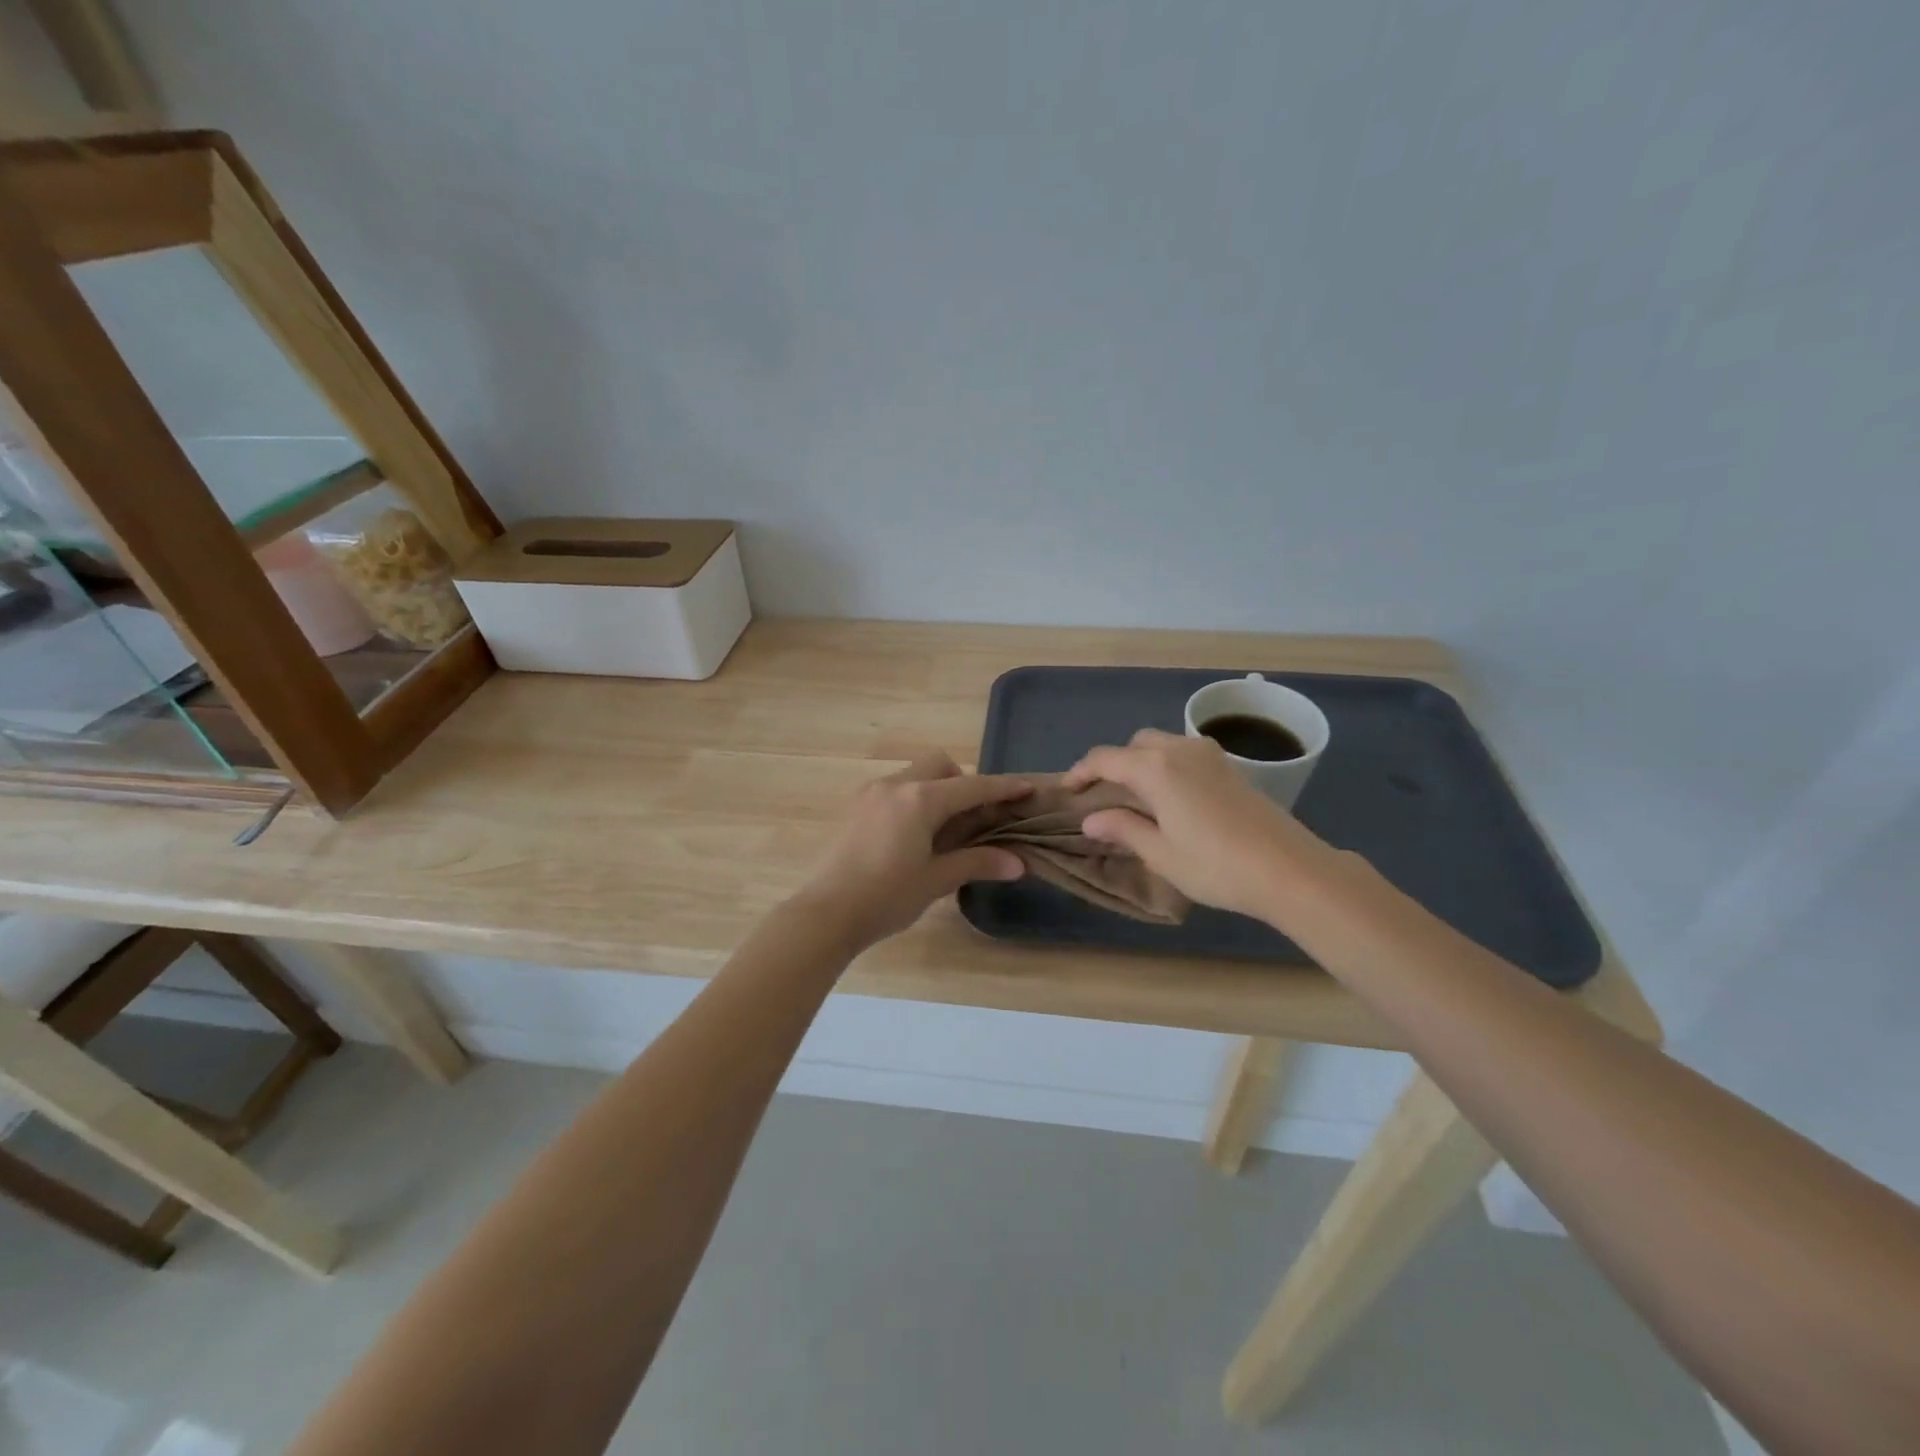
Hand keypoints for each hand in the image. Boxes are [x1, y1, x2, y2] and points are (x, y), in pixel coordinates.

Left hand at [795, 753, 1030, 952]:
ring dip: (937, 790)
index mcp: (919, 799)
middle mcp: (895, 785)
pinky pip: (895, 789)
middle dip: (963, 782)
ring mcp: (871, 793)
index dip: (1002, 788)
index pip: (971, 786)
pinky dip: (914, 800)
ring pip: (915, 775)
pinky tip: (914, 835)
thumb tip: (1018, 863)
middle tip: (973, 818)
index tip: (1027, 788)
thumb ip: (977, 863)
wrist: (825, 913)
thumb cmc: (886, 897)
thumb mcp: (935, 880)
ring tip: (943, 830)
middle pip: (939, 766)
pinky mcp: (856, 807)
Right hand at [1063, 729, 1337, 921]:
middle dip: (1113, 764)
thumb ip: (1123, 829)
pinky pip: (1184, 753)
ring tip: (1135, 797)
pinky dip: (1166, 766)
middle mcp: (1180, 750)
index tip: (1067, 791)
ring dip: (1141, 762)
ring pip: (1161, 744)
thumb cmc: (1216, 866)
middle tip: (1102, 796)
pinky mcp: (1230, 766)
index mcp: (1155, 768)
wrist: (1290, 870)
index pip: (1105, 759)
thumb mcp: (1161, 854)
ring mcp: (1209, 755)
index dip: (1081, 772)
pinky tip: (1171, 797)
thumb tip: (1091, 820)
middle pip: (1134, 745)